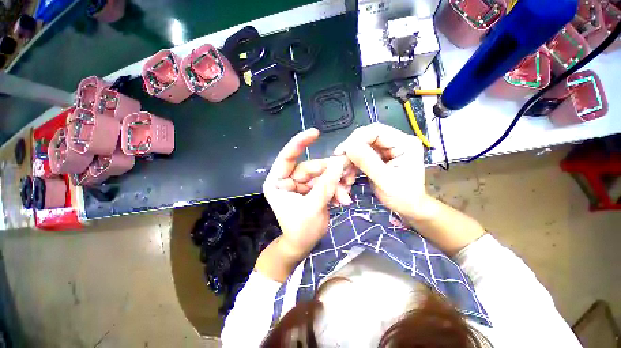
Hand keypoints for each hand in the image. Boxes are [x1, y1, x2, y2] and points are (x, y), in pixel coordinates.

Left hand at [263, 128, 352, 262]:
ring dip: (336, 183)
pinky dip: (336, 189)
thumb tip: (339, 163)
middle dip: (330, 174)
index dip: (299, 143)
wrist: (304, 245)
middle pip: (311, 167)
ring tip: (346, 194)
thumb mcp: (313, 208)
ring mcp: (302, 184)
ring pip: (322, 175)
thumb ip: (326, 186)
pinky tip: (343, 199)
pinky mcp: (312, 189)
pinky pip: (326, 182)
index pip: (287, 157)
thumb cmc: (301, 230)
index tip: (315, 133)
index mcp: (277, 182)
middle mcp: (288, 180)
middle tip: (347, 176)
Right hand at [334, 123, 432, 222]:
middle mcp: (396, 141)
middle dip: (351, 150)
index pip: (375, 131)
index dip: (355, 139)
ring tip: (345, 173)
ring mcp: (388, 148)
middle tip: (339, 162)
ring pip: (362, 146)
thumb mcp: (385, 181)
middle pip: (367, 137)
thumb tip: (349, 147)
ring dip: (350, 159)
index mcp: (404, 143)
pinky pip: (362, 154)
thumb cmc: (402, 197)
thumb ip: (368, 163)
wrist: (409, 207)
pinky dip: (353, 163)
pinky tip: (349, 174)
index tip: (340, 153)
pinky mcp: (380, 156)